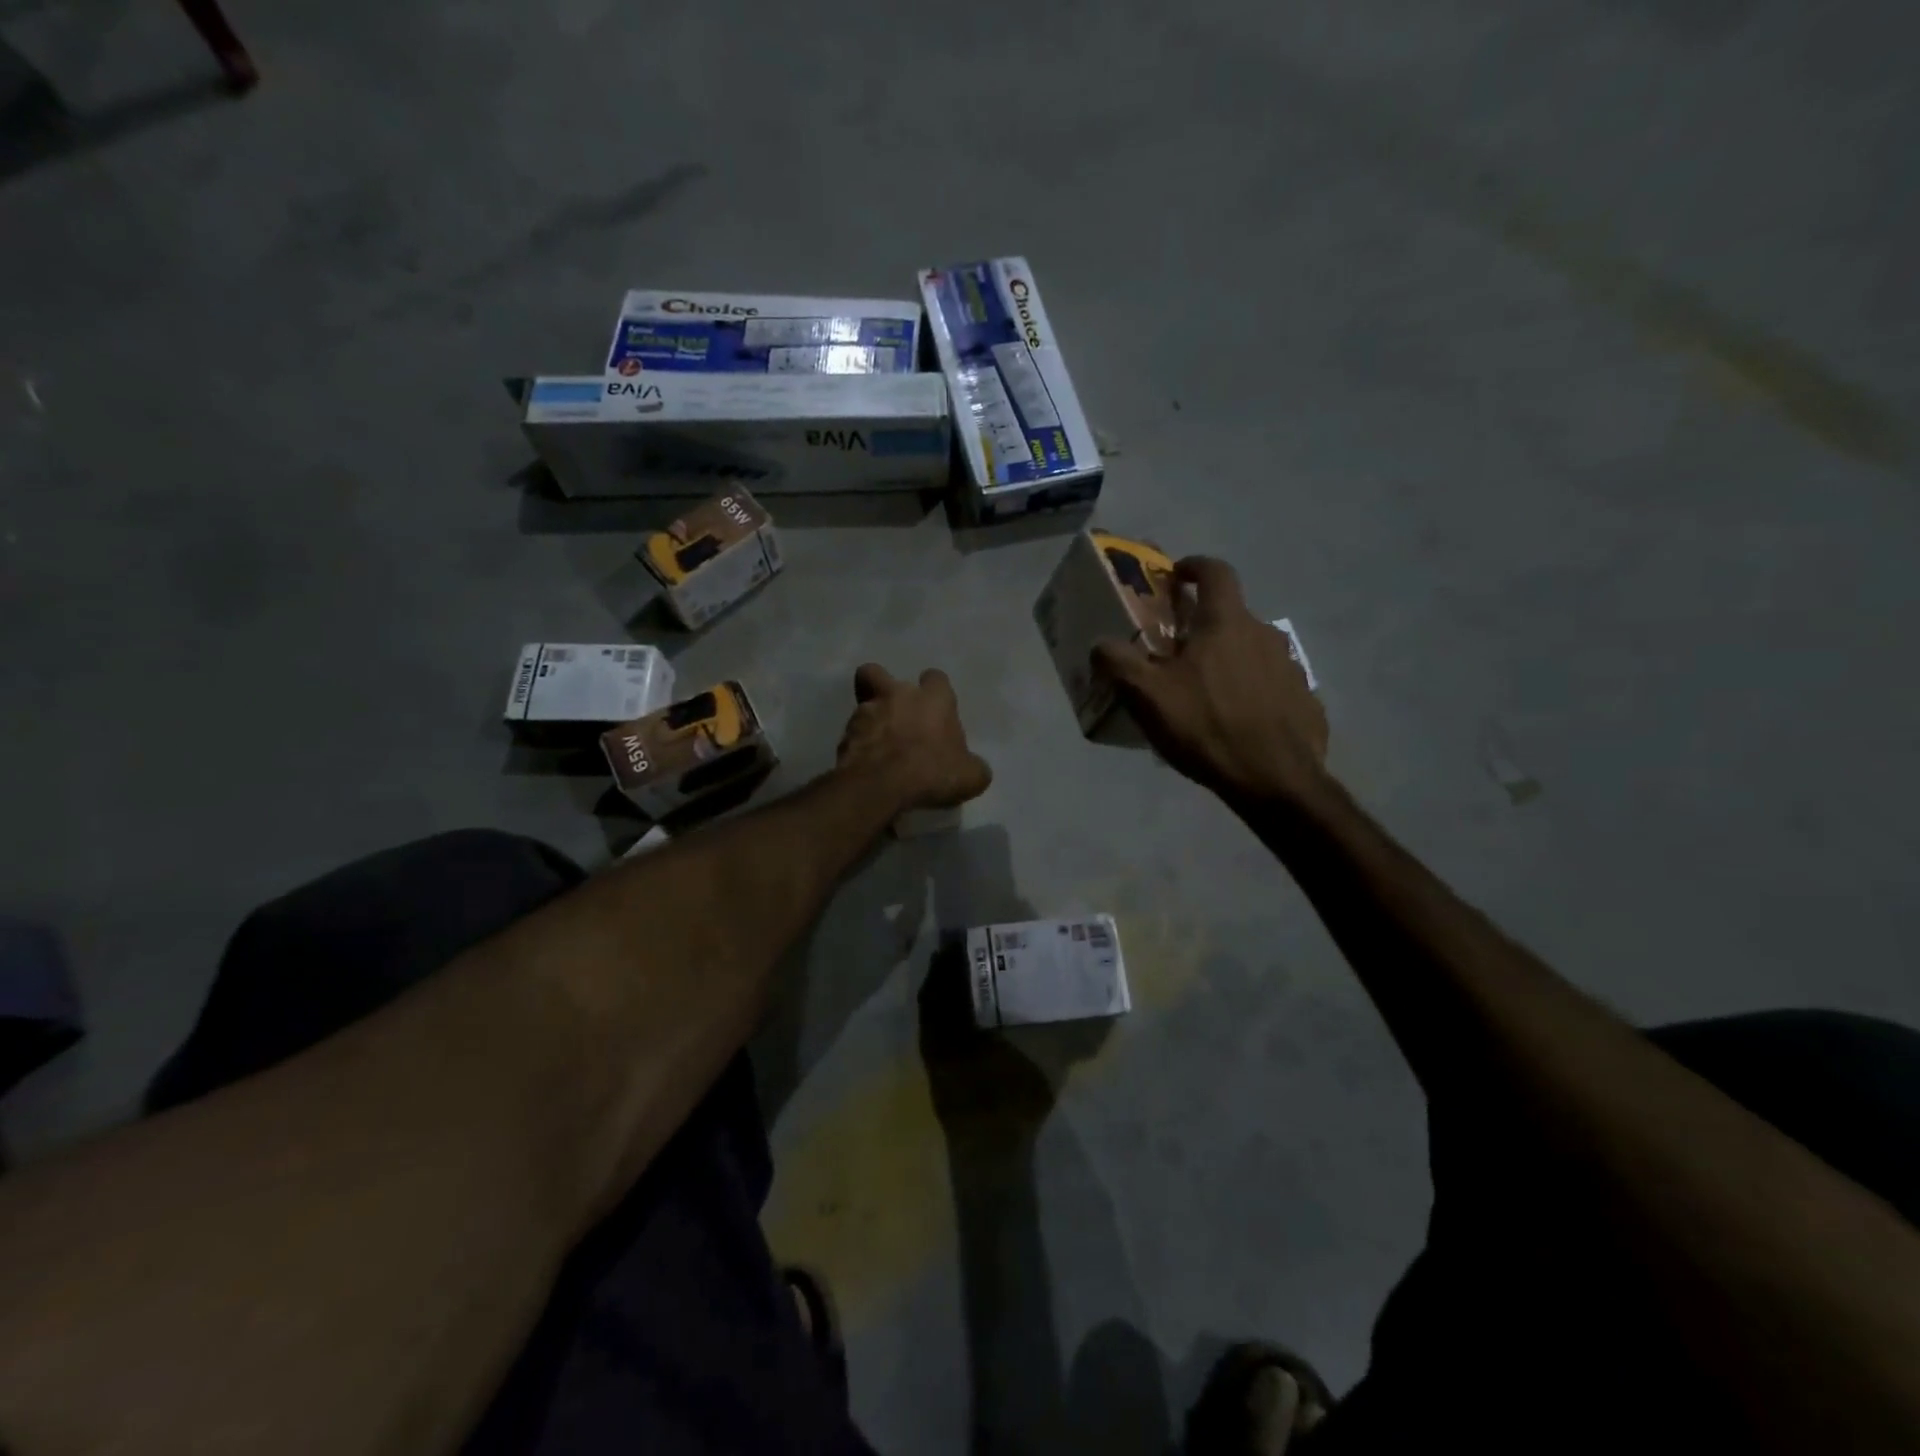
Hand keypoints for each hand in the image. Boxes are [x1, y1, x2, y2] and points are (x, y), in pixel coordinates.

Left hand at [836, 665, 992, 812]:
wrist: (881, 786)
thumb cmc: (932, 772)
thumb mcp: (970, 776)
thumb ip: (973, 767)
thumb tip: (974, 769)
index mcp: (933, 699)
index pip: (935, 678)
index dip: (935, 691)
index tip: (937, 711)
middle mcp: (897, 696)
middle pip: (878, 673)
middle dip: (881, 687)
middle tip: (892, 713)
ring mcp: (865, 712)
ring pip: (862, 705)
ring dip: (869, 721)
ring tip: (878, 748)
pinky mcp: (844, 735)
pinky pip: (851, 735)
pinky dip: (857, 746)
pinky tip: (866, 765)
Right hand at [1092, 557, 1329, 804]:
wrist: (1275, 779)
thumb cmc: (1205, 726)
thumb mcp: (1146, 696)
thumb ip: (1117, 662)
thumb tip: (1100, 643)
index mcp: (1226, 623)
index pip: (1215, 571)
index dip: (1194, 566)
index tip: (1177, 575)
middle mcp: (1263, 634)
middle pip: (1231, 616)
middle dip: (1204, 626)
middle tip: (1178, 654)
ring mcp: (1289, 666)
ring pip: (1252, 650)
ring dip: (1229, 659)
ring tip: (1207, 693)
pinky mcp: (1304, 699)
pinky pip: (1271, 684)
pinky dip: (1252, 691)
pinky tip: (1237, 720)